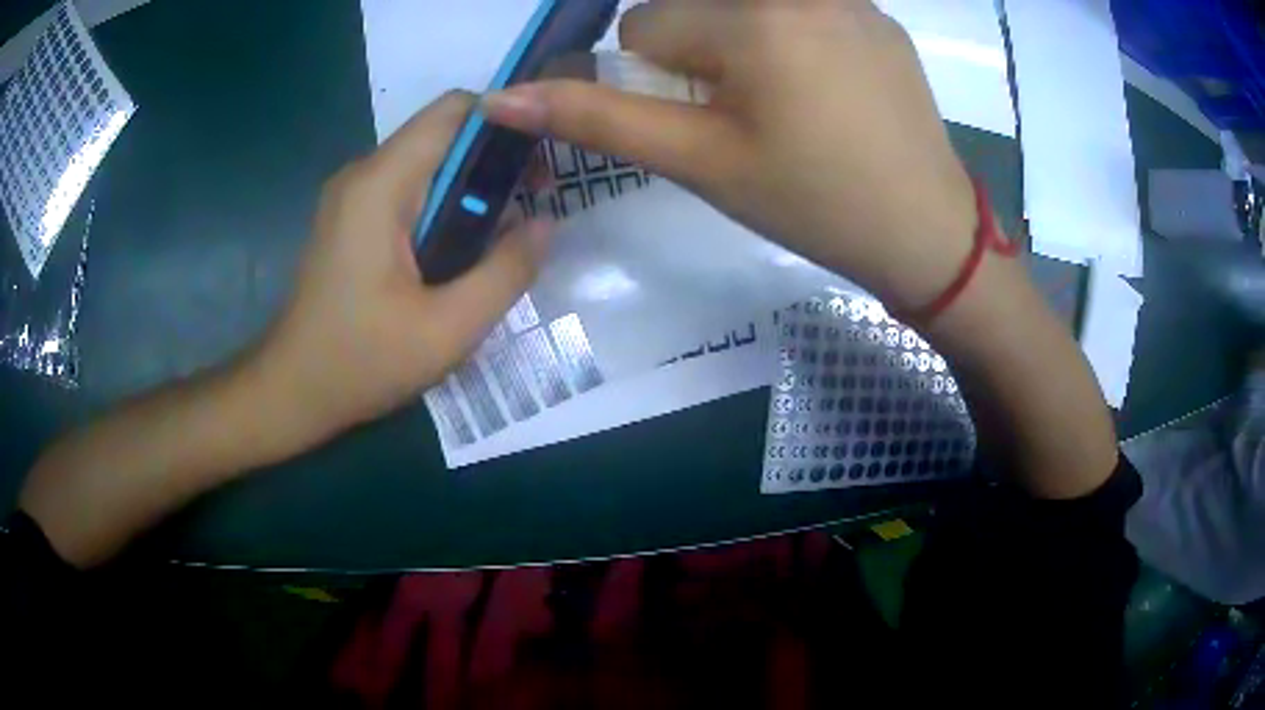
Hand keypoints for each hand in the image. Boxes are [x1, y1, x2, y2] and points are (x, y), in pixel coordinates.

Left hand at [254, 91, 552, 443]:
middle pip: (444, 133)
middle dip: (495, 158)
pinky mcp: (350, 218)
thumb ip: (507, 271)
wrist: (291, 392)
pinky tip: (459, 250)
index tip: (543, 159)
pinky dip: (444, 205)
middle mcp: (363, 174)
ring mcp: (352, 196)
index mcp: (381, 185)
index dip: (507, 120)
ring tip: (504, 232)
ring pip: (428, 162)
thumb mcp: (449, 329)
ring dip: (471, 186)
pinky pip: (408, 189)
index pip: (455, 109)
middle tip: (534, 205)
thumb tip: (546, 223)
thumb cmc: (360, 362)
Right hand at [484, 0, 976, 312]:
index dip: (657, 80)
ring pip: (747, 6)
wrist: (927, 231)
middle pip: (695, 5)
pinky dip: (794, 36)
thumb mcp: (700, 163)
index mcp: (752, 19)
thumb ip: (598, 119)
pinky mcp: (880, 14)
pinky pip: (803, 8)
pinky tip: (830, 89)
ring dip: (745, 41)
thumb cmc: (813, 202)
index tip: (706, 122)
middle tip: (750, 111)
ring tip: (790, 100)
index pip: (643, 24)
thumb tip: (501, 98)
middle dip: (700, 54)